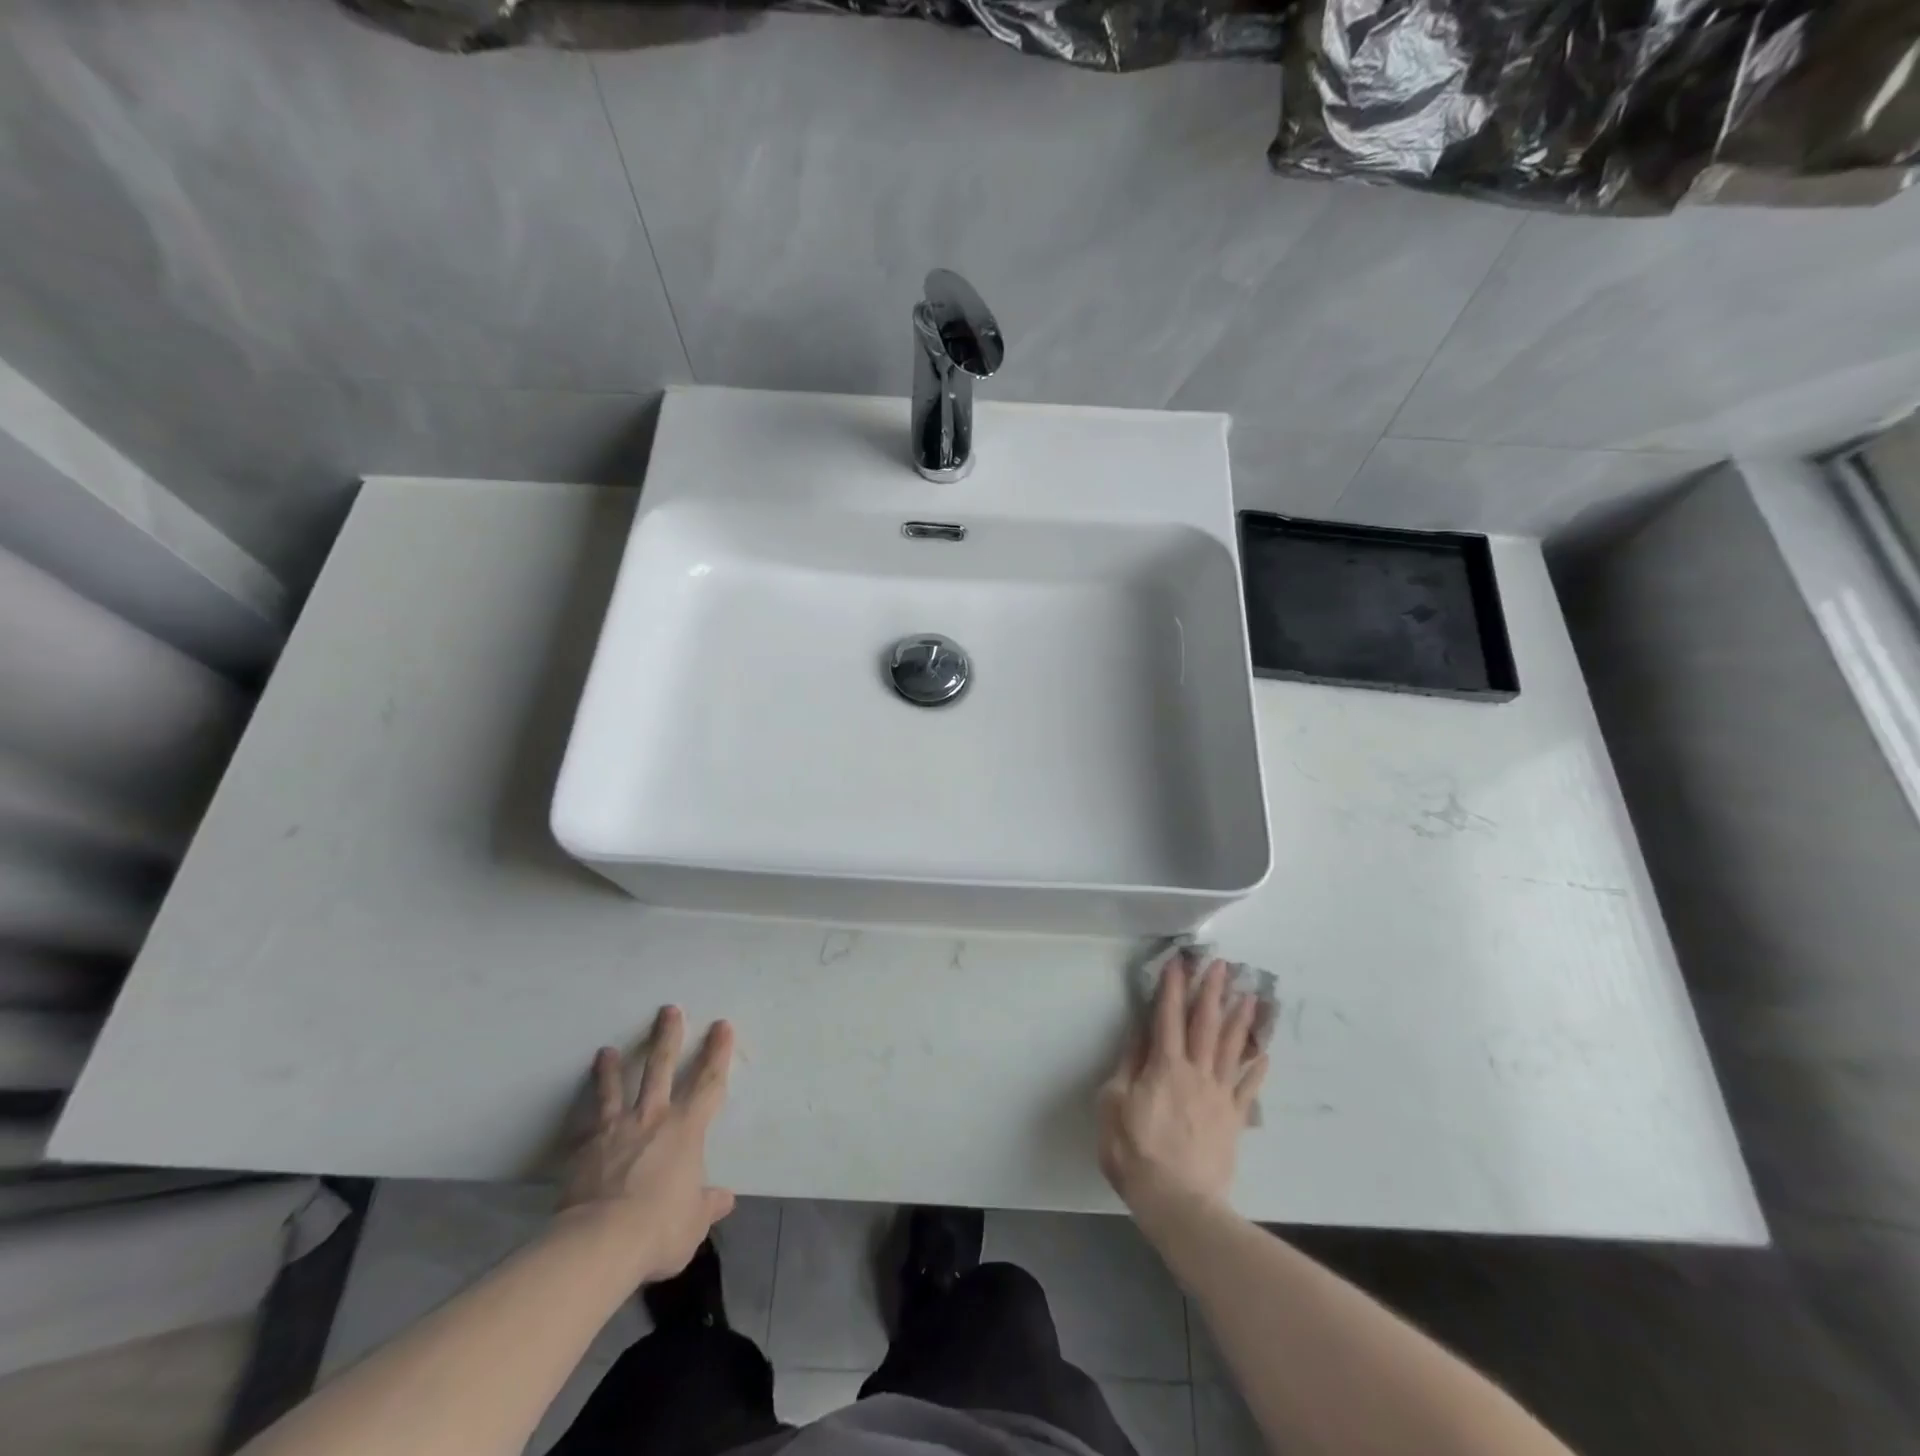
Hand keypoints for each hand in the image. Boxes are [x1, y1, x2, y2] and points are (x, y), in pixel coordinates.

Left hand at [558, 1006, 735, 1282]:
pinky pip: (585, 1124)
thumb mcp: (693, 1223)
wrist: (599, 1241)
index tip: (721, 1025)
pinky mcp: (584, 1149)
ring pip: (615, 1088)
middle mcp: (653, 1118)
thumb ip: (707, 1205)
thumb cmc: (658, 1228)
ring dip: (612, 1067)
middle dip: (667, 1037)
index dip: (717, 1053)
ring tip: (606, 1050)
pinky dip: (582, 1115)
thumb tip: (724, 1200)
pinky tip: (577, 1109)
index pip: (708, 1082)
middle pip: (661, 1067)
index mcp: (687, 1129)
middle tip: (669, 1010)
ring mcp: (616, 1129)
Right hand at [1098, 956, 1267, 1224]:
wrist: (1177, 1201)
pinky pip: (1248, 1090)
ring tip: (1249, 995)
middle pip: (1205, 1024)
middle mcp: (1196, 1072)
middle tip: (1221, 964)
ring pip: (1231, 1049)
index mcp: (1164, 1066)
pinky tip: (1264, 1054)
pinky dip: (1257, 1070)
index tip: (1178, 961)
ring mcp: (1219, 1096)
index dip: (1172, 987)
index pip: (1168, 1016)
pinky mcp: (1233, 1120)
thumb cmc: (1135, 1150)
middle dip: (1211, 991)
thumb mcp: (1113, 1103)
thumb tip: (1140, 1033)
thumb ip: (1128, 1065)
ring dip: (1239, 1020)